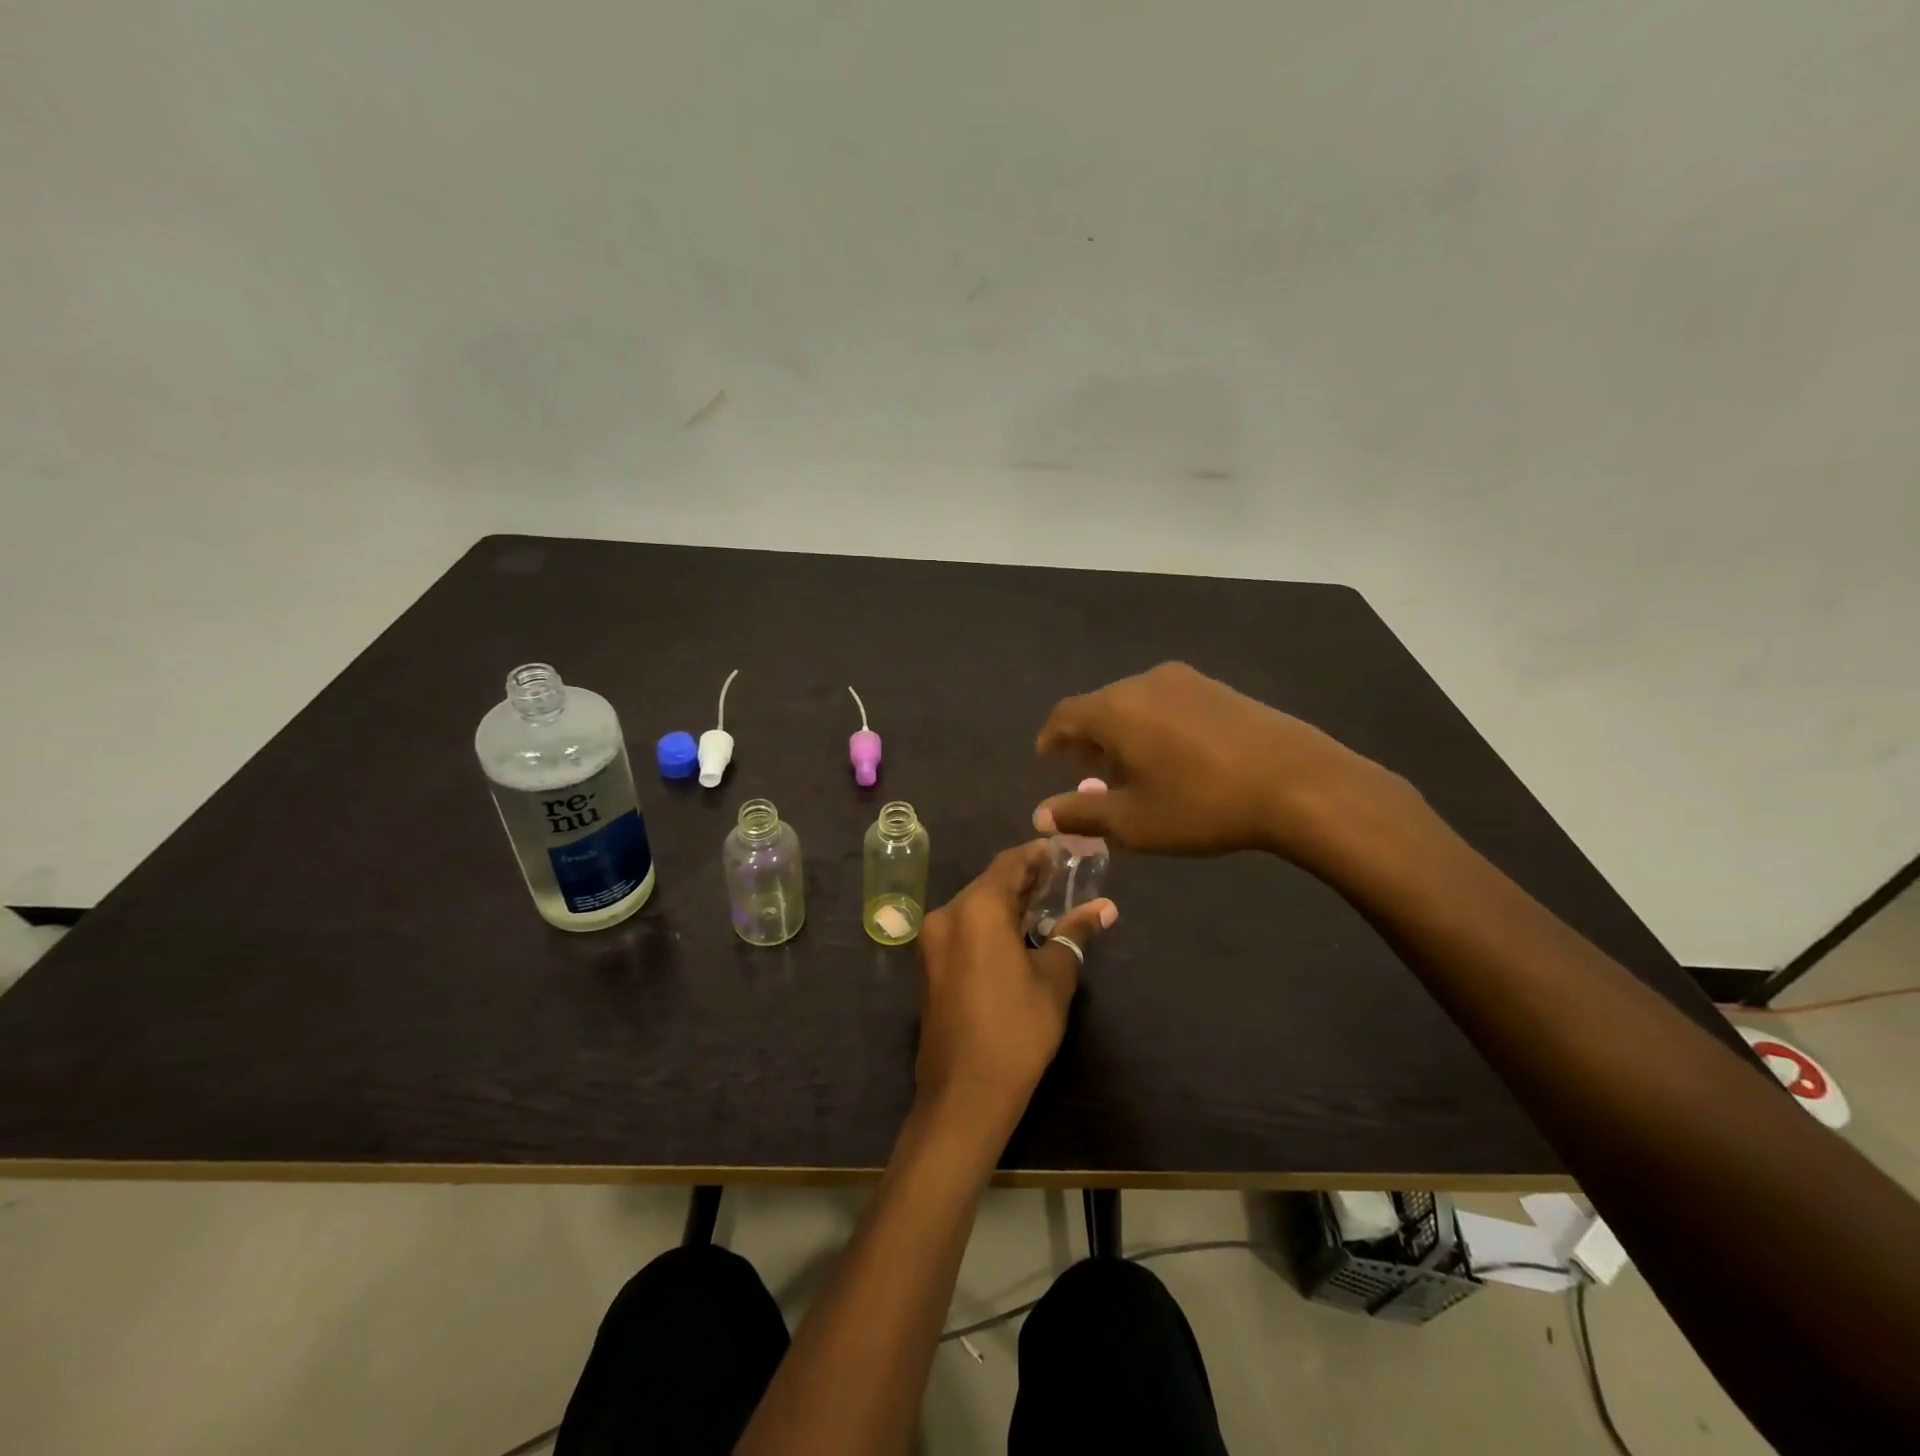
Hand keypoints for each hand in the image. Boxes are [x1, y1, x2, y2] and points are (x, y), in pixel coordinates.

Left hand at [914, 842, 1116, 1135]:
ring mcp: (932, 941)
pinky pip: (963, 929)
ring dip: (1007, 903)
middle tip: (1062, 880)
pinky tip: (1017, 935)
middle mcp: (947, 914)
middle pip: (990, 883)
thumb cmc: (1016, 1030)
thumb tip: (1105, 906)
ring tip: (1046, 906)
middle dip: (1025, 880)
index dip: (1038, 855)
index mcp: (977, 908)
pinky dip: (989, 925)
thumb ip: (1074, 933)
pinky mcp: (929, 964)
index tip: (1065, 852)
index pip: (1010, 863)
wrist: (964, 1094)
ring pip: (975, 906)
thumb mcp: (1054, 978)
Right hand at [1033, 662, 1412, 861]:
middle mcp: (1144, 683)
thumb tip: (1040, 815)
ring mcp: (1186, 680)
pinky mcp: (1218, 687)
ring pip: (1134, 703)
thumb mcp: (1133, 822)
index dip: (1051, 738)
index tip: (1047, 760)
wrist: (1297, 782)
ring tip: (1132, 771)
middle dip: (1088, 740)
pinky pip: (1166, 702)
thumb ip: (1081, 814)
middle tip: (1090, 776)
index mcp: (1115, 709)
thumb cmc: (1202, 805)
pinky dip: (1152, 726)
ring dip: (1122, 734)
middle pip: (1099, 707)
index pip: (1065, 715)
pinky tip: (1172, 758)